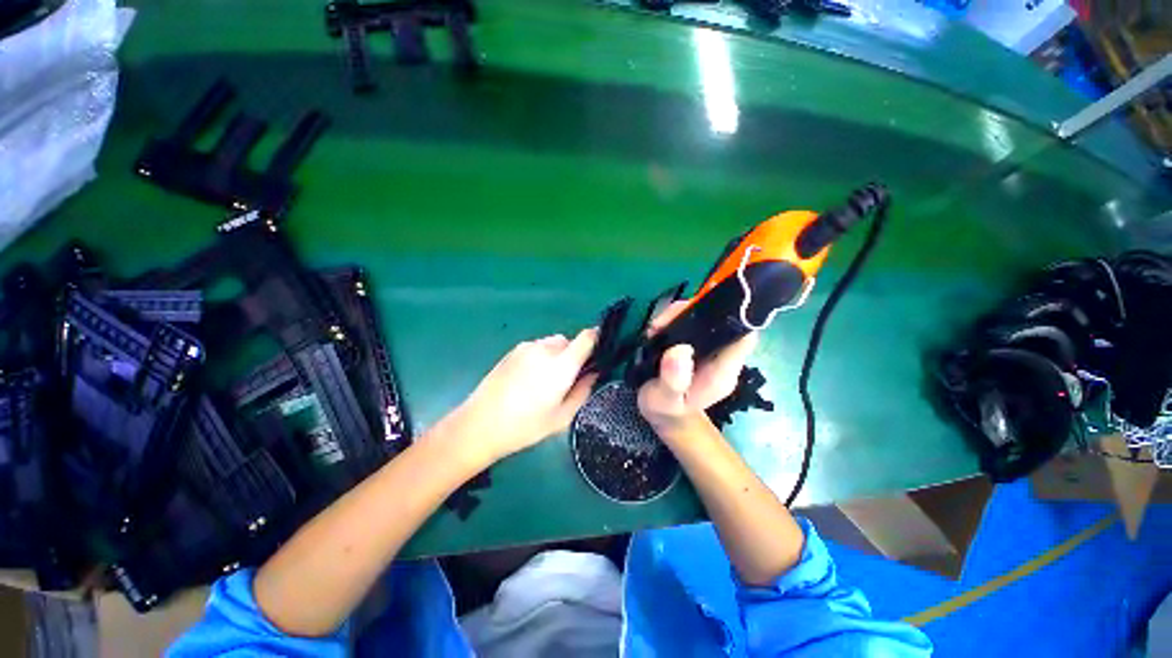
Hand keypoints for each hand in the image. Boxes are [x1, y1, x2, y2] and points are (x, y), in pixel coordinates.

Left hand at [447, 328, 598, 465]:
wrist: (479, 424)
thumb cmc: (524, 426)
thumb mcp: (561, 417)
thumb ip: (583, 391)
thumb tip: (594, 374)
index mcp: (561, 365)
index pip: (587, 338)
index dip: (597, 340)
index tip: (600, 351)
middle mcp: (545, 349)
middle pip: (569, 342)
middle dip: (573, 356)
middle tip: (566, 380)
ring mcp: (527, 347)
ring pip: (552, 344)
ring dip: (556, 355)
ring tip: (544, 381)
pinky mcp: (513, 350)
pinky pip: (537, 347)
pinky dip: (541, 357)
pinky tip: (528, 379)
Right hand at [637, 301, 757, 434]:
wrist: (664, 414)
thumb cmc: (665, 410)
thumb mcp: (663, 401)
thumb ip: (673, 381)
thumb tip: (680, 350)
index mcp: (721, 372)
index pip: (743, 337)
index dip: (734, 316)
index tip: (704, 305)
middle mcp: (721, 357)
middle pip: (723, 321)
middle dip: (695, 311)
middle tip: (663, 320)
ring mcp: (710, 349)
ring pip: (706, 317)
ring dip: (681, 313)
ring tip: (656, 327)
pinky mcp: (697, 344)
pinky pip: (692, 322)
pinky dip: (675, 318)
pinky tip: (658, 328)